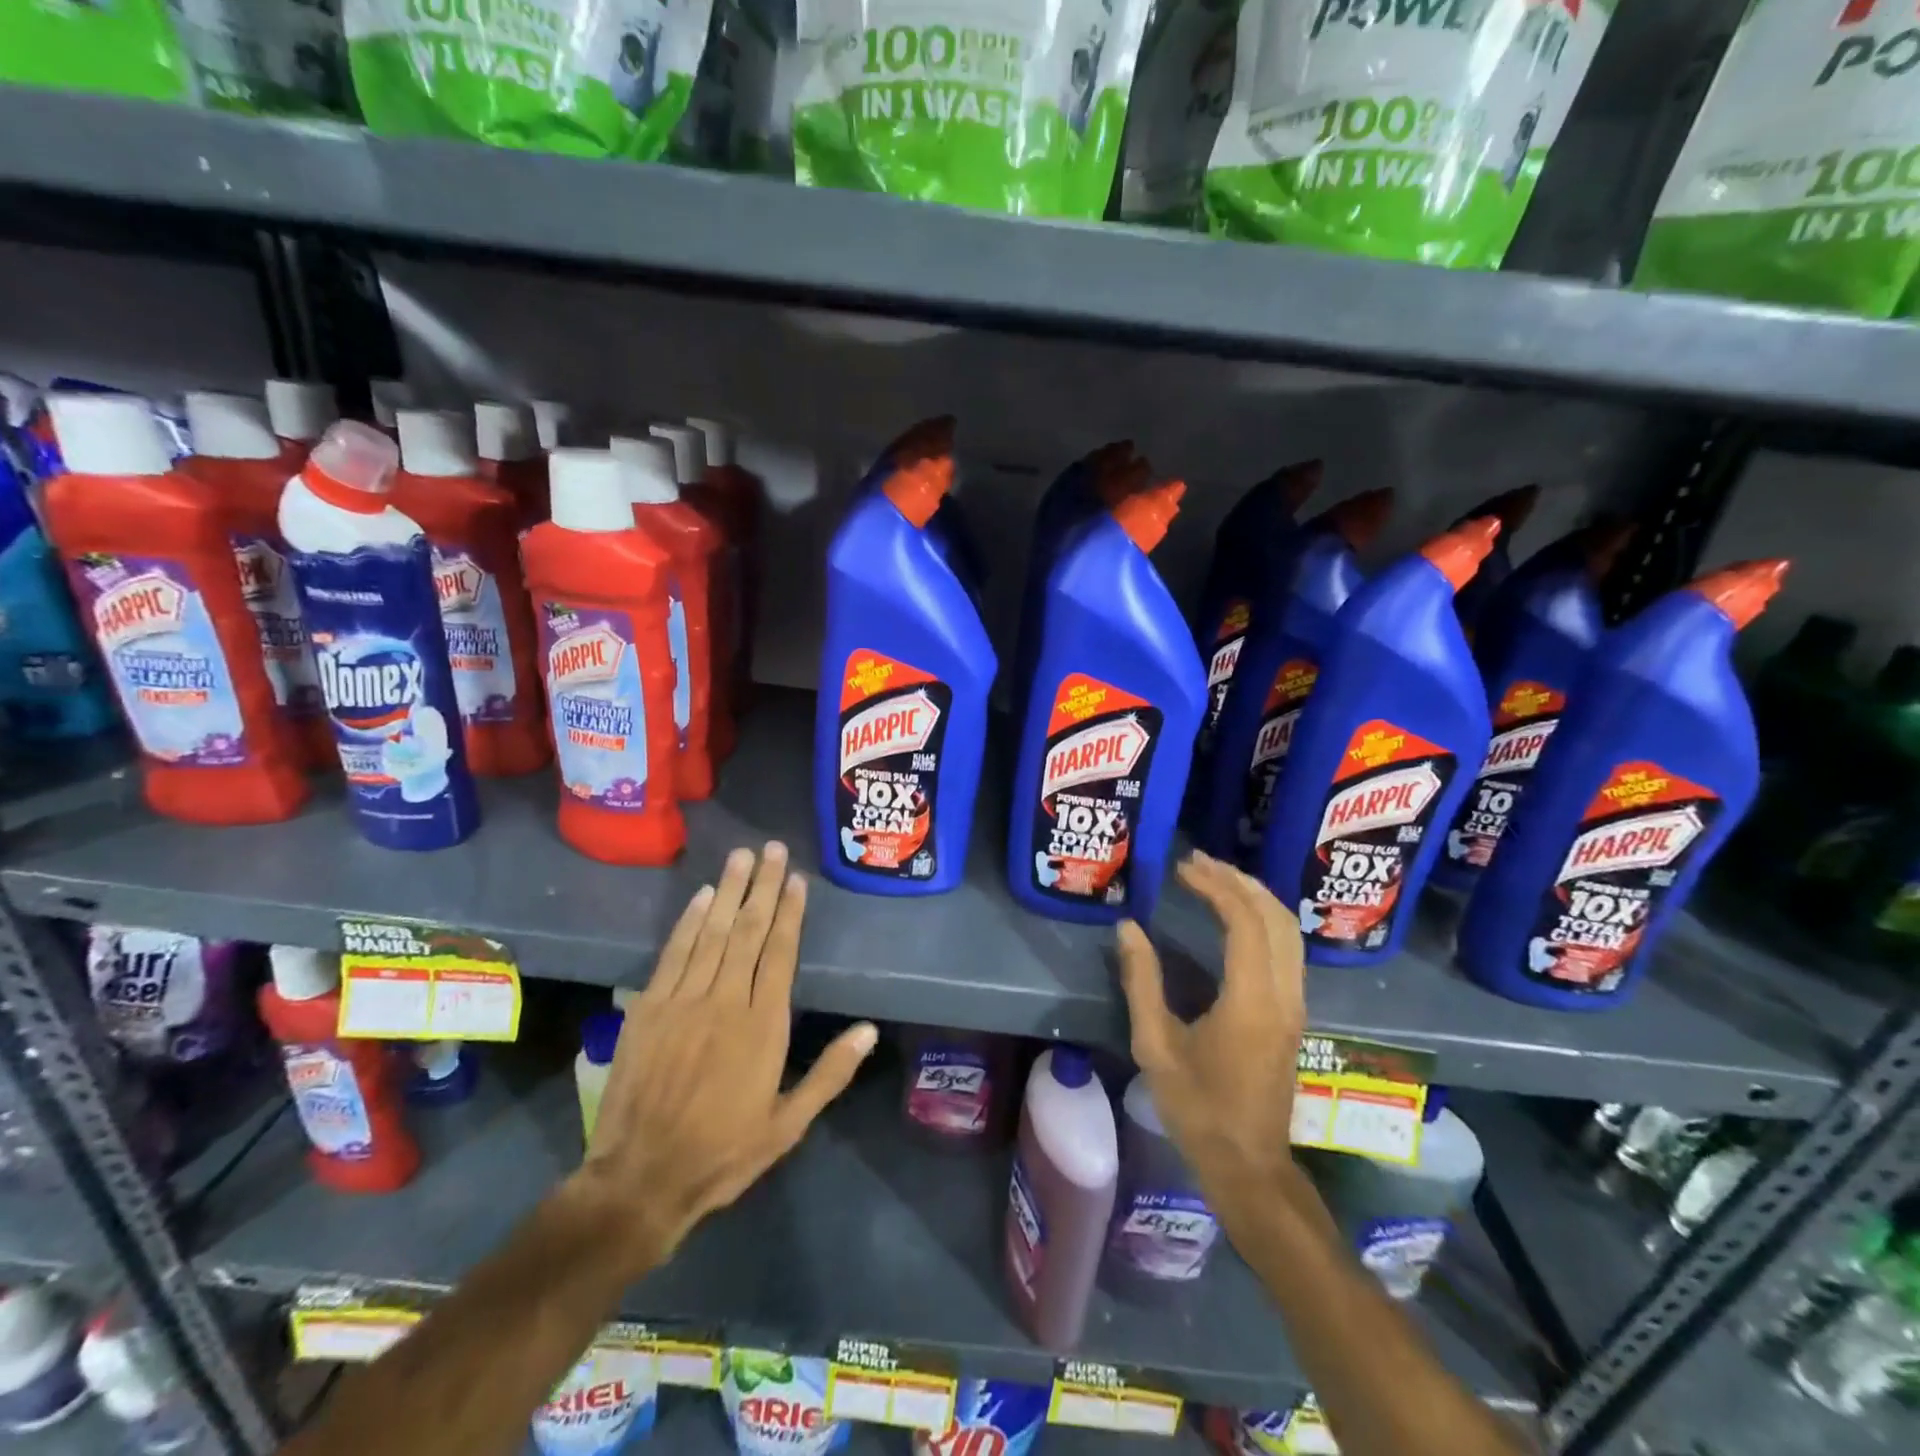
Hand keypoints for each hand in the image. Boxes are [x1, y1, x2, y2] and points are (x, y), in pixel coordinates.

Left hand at [573, 842, 876, 1274]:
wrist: (641, 1179)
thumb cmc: (723, 1152)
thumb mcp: (788, 1125)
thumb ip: (830, 1074)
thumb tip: (869, 1030)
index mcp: (763, 1027)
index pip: (780, 954)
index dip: (790, 913)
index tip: (797, 880)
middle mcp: (725, 1002)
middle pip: (748, 932)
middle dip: (763, 887)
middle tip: (773, 849)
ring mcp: (683, 1002)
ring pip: (712, 933)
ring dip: (729, 891)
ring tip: (743, 856)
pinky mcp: (648, 1009)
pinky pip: (674, 954)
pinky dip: (688, 922)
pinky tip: (702, 896)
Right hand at [1116, 851, 1306, 1205]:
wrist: (1248, 1164)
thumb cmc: (1197, 1108)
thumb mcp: (1155, 1045)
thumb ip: (1141, 981)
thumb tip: (1128, 927)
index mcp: (1250, 1000)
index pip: (1244, 922)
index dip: (1215, 886)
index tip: (1182, 869)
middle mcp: (1283, 995)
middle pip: (1275, 917)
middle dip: (1238, 881)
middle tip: (1198, 862)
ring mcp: (1295, 1005)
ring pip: (1289, 931)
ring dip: (1256, 896)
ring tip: (1217, 877)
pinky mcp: (1294, 1014)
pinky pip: (1289, 949)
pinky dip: (1265, 918)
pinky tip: (1239, 914)